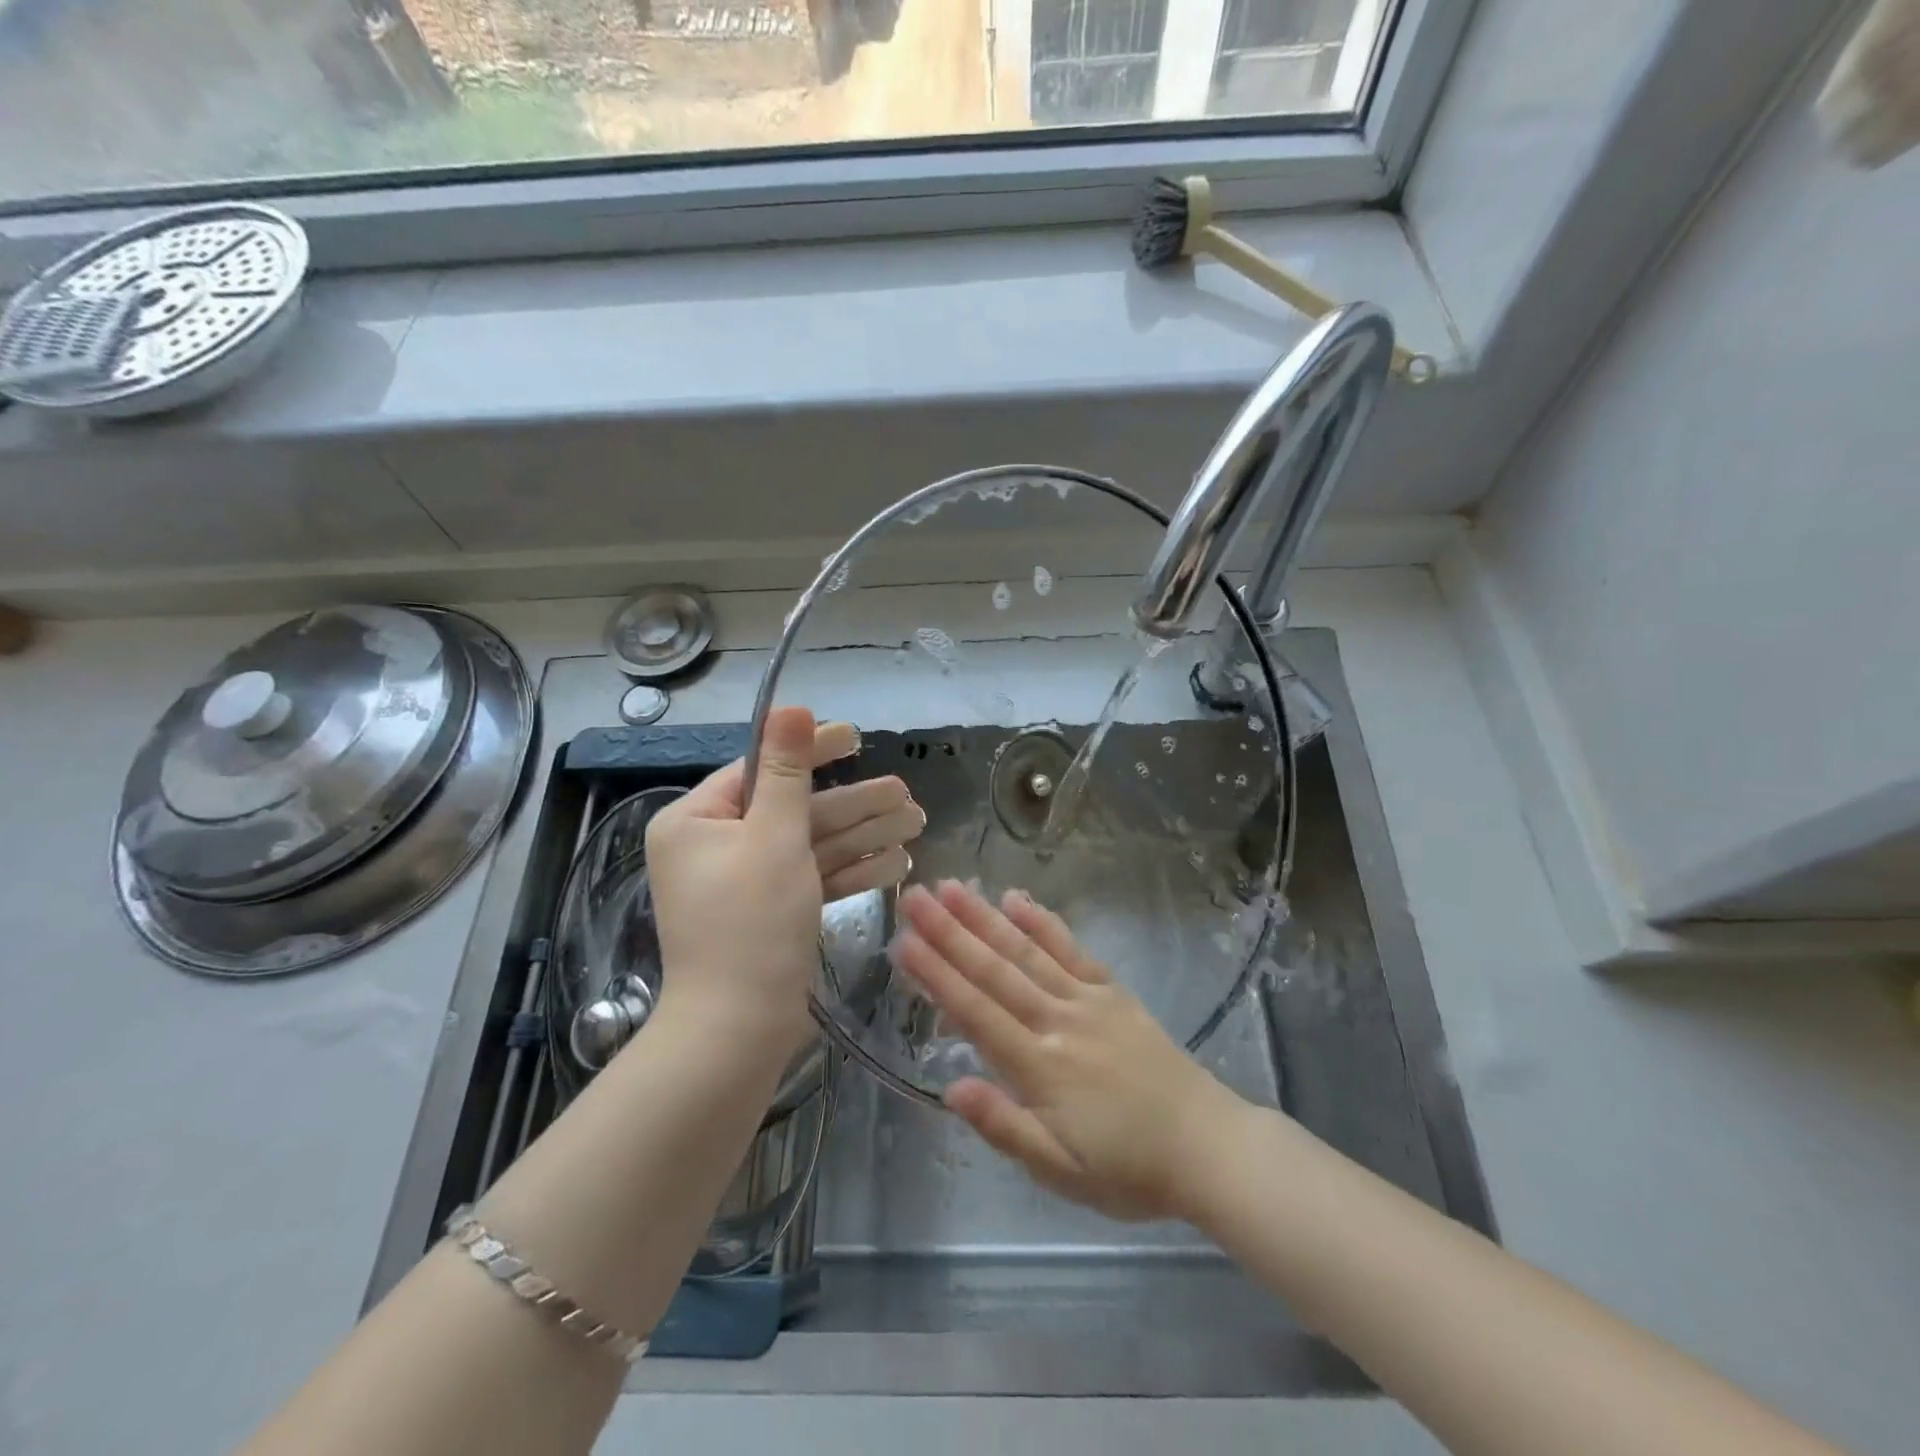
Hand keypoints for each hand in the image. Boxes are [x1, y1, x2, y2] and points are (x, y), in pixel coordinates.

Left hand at [647, 708, 923, 1053]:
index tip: (856, 736)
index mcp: (697, 820)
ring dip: (863, 836)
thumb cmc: (751, 924)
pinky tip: (897, 865)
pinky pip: (811, 879)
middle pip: (795, 810)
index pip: (760, 769)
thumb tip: (792, 707)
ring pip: (811, 846)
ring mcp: (745, 882)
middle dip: (854, 804)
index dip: (811, 751)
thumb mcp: (774, 836)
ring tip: (917, 824)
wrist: (737, 1032)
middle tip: (906, 795)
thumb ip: (788, 771)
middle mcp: (715, 846)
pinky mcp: (769, 912)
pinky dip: (850, 872)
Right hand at [892, 880, 1239, 1221]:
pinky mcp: (1111, 991)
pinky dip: (1042, 922)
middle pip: (994, 970)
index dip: (936, 976)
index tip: (903, 942)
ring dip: (986, 918)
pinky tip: (1016, 899)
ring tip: (953, 887)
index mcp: (1039, 1066)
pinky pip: (1071, 949)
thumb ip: (1004, 1127)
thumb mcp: (1060, 1170)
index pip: (975, 1012)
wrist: (1205, 1145)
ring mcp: (1086, 999)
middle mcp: (1057, 1020)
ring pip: (1026, 951)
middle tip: (916, 898)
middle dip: (950, 933)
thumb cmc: (1126, 1168)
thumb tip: (950, 1089)